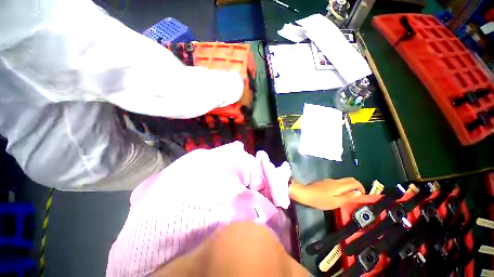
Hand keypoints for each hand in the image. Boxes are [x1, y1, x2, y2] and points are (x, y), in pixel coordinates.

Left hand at [289, 178, 364, 209]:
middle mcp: (335, 180)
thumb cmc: (320, 199)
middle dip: (356, 187)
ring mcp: (329, 180)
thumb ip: (348, 197)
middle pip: (349, 180)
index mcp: (339, 185)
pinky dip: (342, 187)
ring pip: (343, 181)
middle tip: (357, 197)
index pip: (355, 182)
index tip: (362, 196)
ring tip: (349, 197)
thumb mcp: (335, 202)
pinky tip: (339, 195)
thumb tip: (359, 193)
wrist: (305, 193)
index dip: (362, 188)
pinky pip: (337, 183)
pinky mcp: (324, 182)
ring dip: (349, 187)